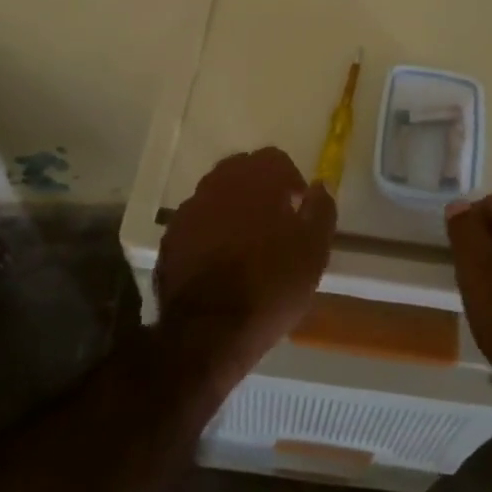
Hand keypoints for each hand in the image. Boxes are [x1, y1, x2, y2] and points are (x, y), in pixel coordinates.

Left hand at [155, 148, 335, 385]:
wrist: (208, 332)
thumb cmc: (270, 287)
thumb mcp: (314, 251)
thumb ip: (321, 210)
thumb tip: (320, 186)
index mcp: (256, 180)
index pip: (275, 159)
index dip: (290, 180)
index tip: (298, 208)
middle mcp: (218, 184)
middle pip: (242, 171)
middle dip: (259, 189)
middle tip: (274, 223)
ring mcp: (189, 210)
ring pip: (216, 195)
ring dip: (233, 208)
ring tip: (246, 244)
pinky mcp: (170, 237)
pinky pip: (196, 222)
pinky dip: (210, 231)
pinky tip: (220, 260)